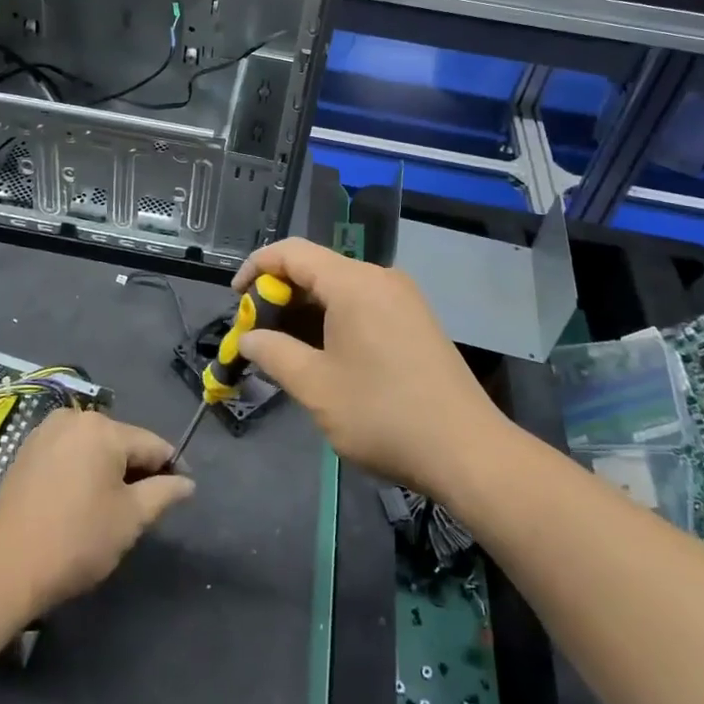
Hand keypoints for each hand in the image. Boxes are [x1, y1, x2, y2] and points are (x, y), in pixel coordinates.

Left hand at [0, 409, 194, 616]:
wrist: (6, 567)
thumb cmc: (77, 540)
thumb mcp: (130, 519)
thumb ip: (164, 493)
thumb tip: (187, 482)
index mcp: (104, 428)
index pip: (152, 444)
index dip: (171, 468)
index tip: (181, 492)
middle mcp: (74, 417)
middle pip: (121, 442)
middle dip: (136, 470)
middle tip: (142, 508)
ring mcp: (46, 431)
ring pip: (93, 447)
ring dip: (107, 470)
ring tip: (110, 508)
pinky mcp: (26, 450)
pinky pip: (68, 453)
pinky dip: (80, 470)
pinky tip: (79, 501)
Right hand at [234, 239, 507, 496]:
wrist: (468, 451)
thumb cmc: (383, 415)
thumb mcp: (316, 387)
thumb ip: (274, 354)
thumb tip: (248, 339)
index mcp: (353, 283)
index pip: (291, 252)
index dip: (256, 268)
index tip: (235, 300)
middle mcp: (379, 278)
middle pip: (316, 268)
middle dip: (279, 296)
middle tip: (256, 334)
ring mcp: (402, 299)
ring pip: (339, 288)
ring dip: (305, 312)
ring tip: (283, 349)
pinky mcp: (415, 321)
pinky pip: (361, 304)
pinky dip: (332, 320)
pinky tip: (322, 355)